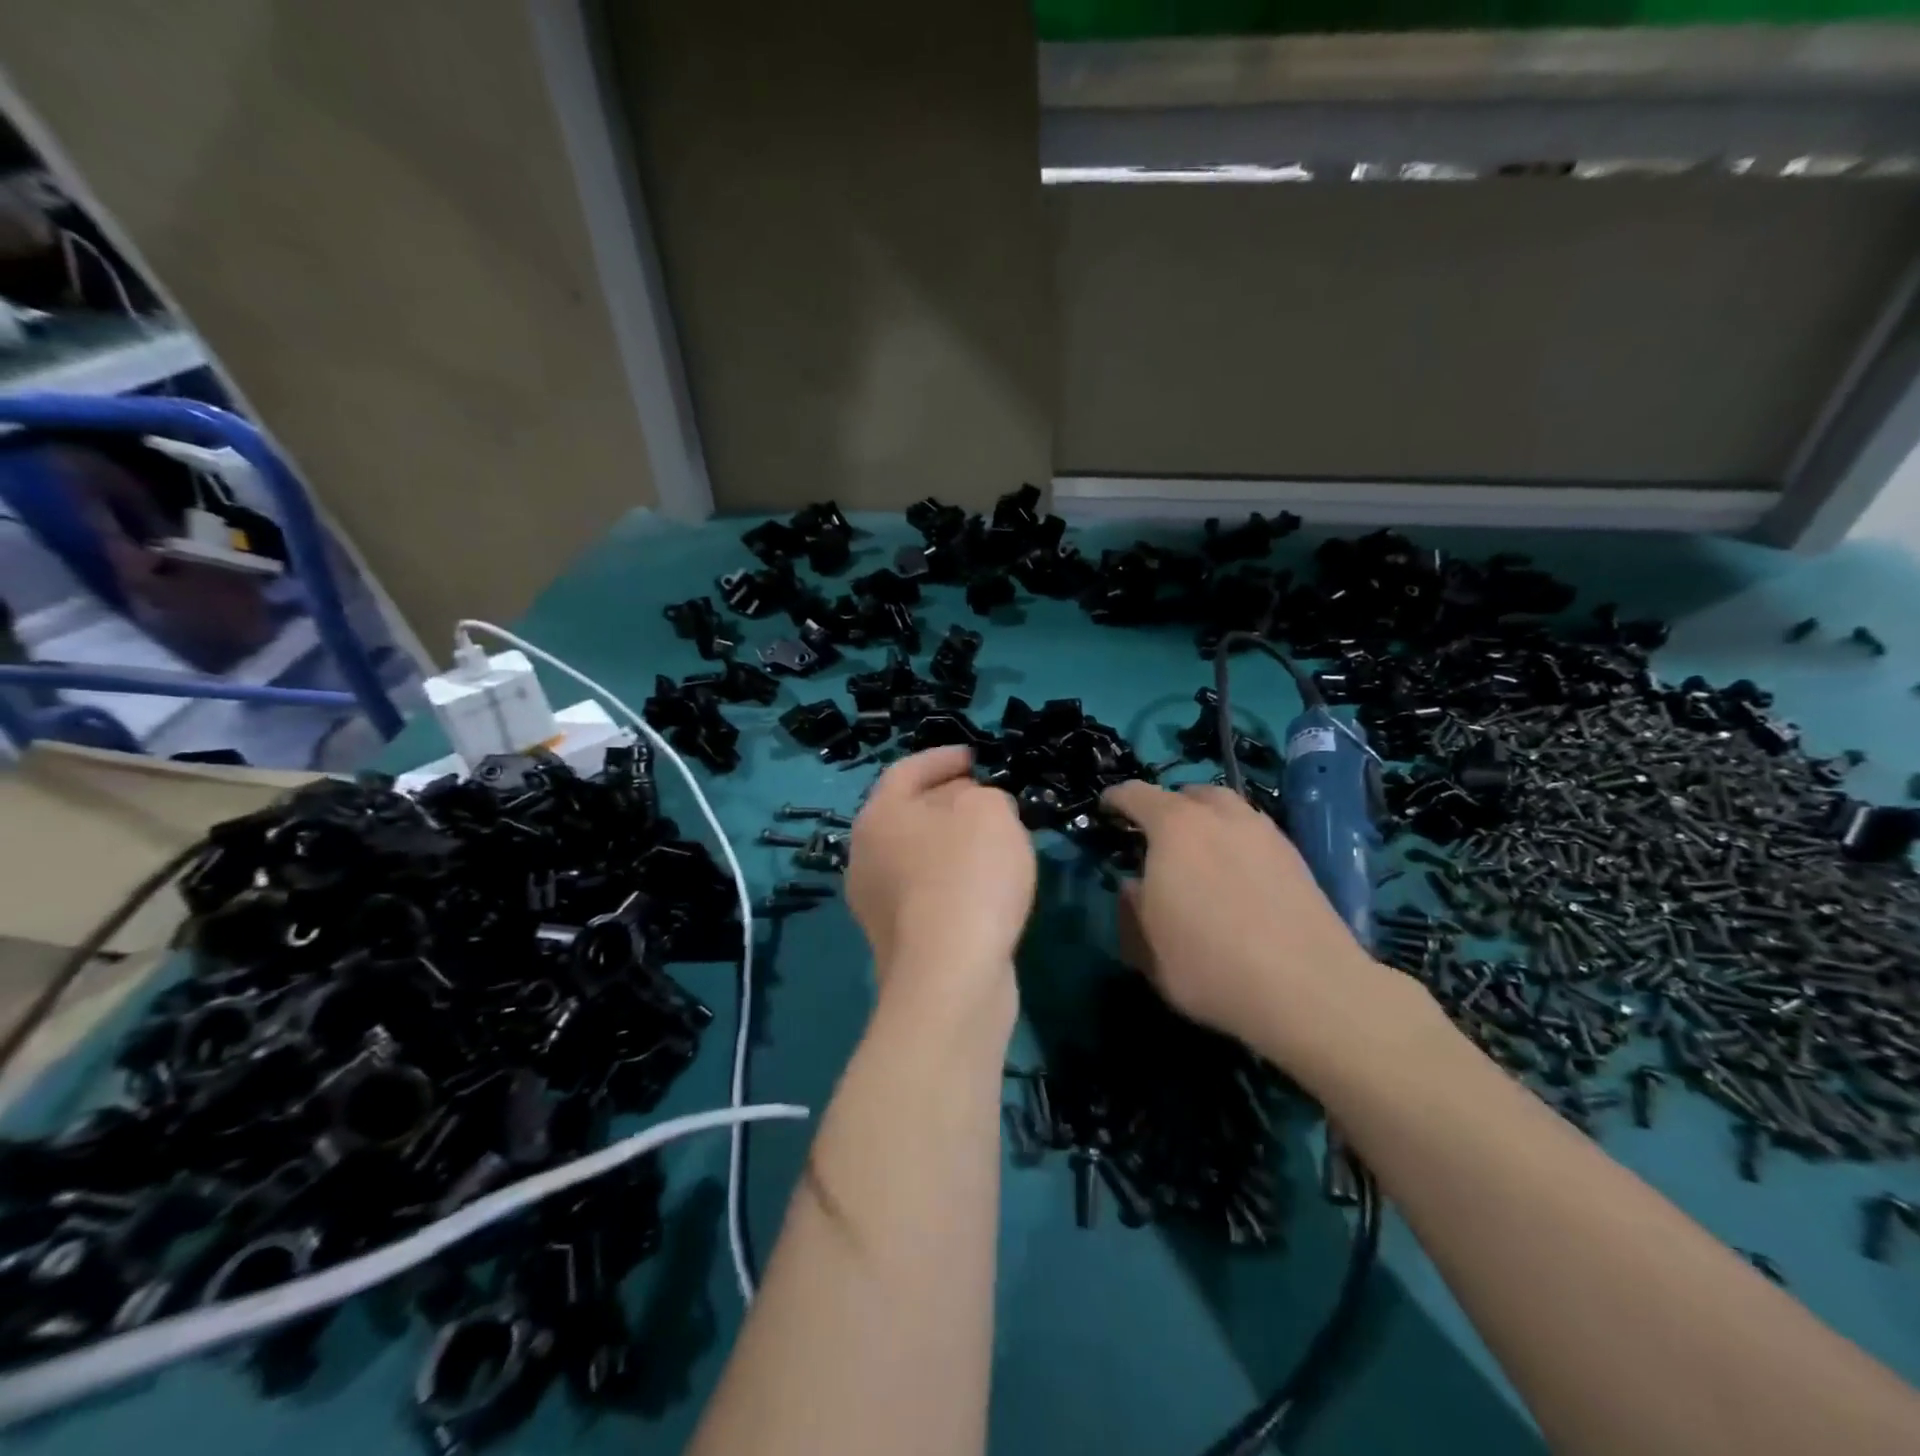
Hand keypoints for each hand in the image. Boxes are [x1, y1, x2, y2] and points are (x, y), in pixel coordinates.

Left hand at [847, 747, 1035, 999]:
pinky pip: (927, 893)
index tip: (974, 757)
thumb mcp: (990, 813)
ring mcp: (876, 903)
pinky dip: (953, 879)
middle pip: (908, 813)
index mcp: (878, 816)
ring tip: (993, 841)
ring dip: (952, 842)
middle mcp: (865, 856)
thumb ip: (985, 796)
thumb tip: (976, 808)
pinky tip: (985, 888)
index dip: (943, 758)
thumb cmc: (967, 877)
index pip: (907, 770)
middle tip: (988, 797)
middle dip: (948, 800)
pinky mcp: (896, 940)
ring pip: (917, 855)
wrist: (950, 978)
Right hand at [1101, 781, 1383, 1048]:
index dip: (1116, 798)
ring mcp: (1263, 832)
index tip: (1106, 808)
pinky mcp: (1294, 855)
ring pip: (1226, 808)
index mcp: (1174, 827)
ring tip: (1199, 851)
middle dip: (1166, 807)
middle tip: (1156, 837)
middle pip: (1187, 794)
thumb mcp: (1147, 949)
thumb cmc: (1211, 965)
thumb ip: (1132, 908)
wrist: (1309, 989)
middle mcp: (1219, 815)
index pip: (1136, 794)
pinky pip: (1253, 832)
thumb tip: (1133, 886)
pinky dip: (1235, 841)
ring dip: (1206, 819)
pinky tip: (1236, 874)